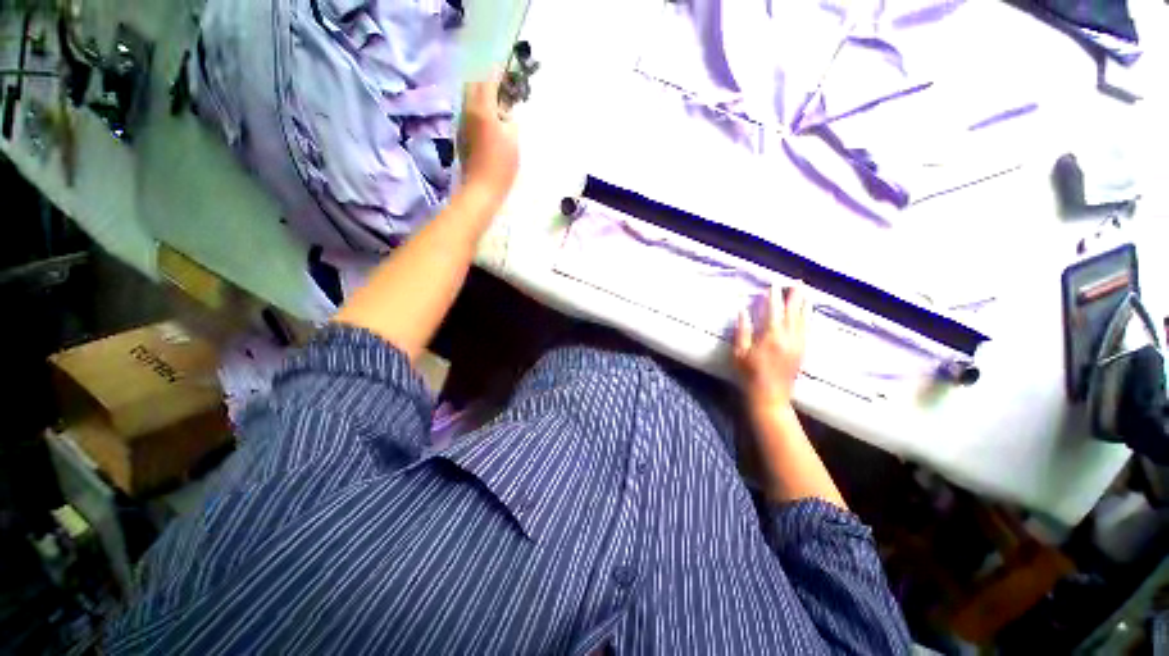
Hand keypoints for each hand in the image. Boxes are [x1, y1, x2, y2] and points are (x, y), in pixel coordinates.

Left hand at [457, 73, 518, 211]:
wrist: (481, 189)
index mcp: (482, 110)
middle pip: (472, 86)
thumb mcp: (513, 140)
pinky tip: (488, 123)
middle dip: (485, 83)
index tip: (505, 71)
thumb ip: (510, 120)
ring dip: (481, 98)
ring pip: (468, 100)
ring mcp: (461, 124)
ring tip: (496, 106)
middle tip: (500, 89)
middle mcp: (467, 112)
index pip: (487, 82)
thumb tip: (505, 112)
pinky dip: (478, 111)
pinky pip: (468, 114)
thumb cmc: (501, 166)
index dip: (497, 74)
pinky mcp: (461, 137)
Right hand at [734, 283, 807, 413]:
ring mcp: (798, 344)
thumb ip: (742, 330)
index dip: (773, 297)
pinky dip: (808, 317)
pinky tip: (808, 312)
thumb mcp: (739, 352)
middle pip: (793, 312)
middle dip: (795, 296)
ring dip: (804, 304)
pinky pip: (807, 329)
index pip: (773, 311)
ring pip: (804, 319)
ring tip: (806, 292)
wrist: (770, 395)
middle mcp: (788, 337)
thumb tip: (742, 310)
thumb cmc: (749, 374)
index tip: (773, 284)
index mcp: (771, 336)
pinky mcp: (803, 351)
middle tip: (798, 282)